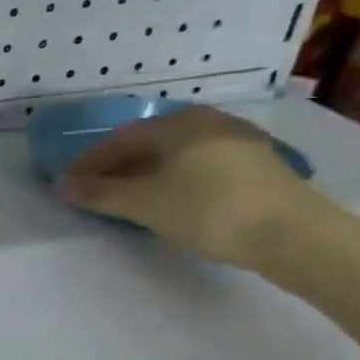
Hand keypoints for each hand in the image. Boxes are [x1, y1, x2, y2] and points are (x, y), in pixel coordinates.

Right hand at [59, 105, 325, 267]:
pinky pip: (201, 168)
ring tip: (128, 200)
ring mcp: (240, 144)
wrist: (297, 237)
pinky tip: (169, 202)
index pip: (120, 139)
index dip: (90, 162)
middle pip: (150, 145)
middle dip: (118, 168)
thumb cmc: (209, 209)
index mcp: (180, 123)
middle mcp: (210, 123)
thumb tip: (62, 186)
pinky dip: (175, 181)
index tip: (69, 184)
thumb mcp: (144, 203)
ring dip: (146, 176)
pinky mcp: (260, 168)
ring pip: (177, 157)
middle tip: (95, 192)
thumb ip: (99, 193)